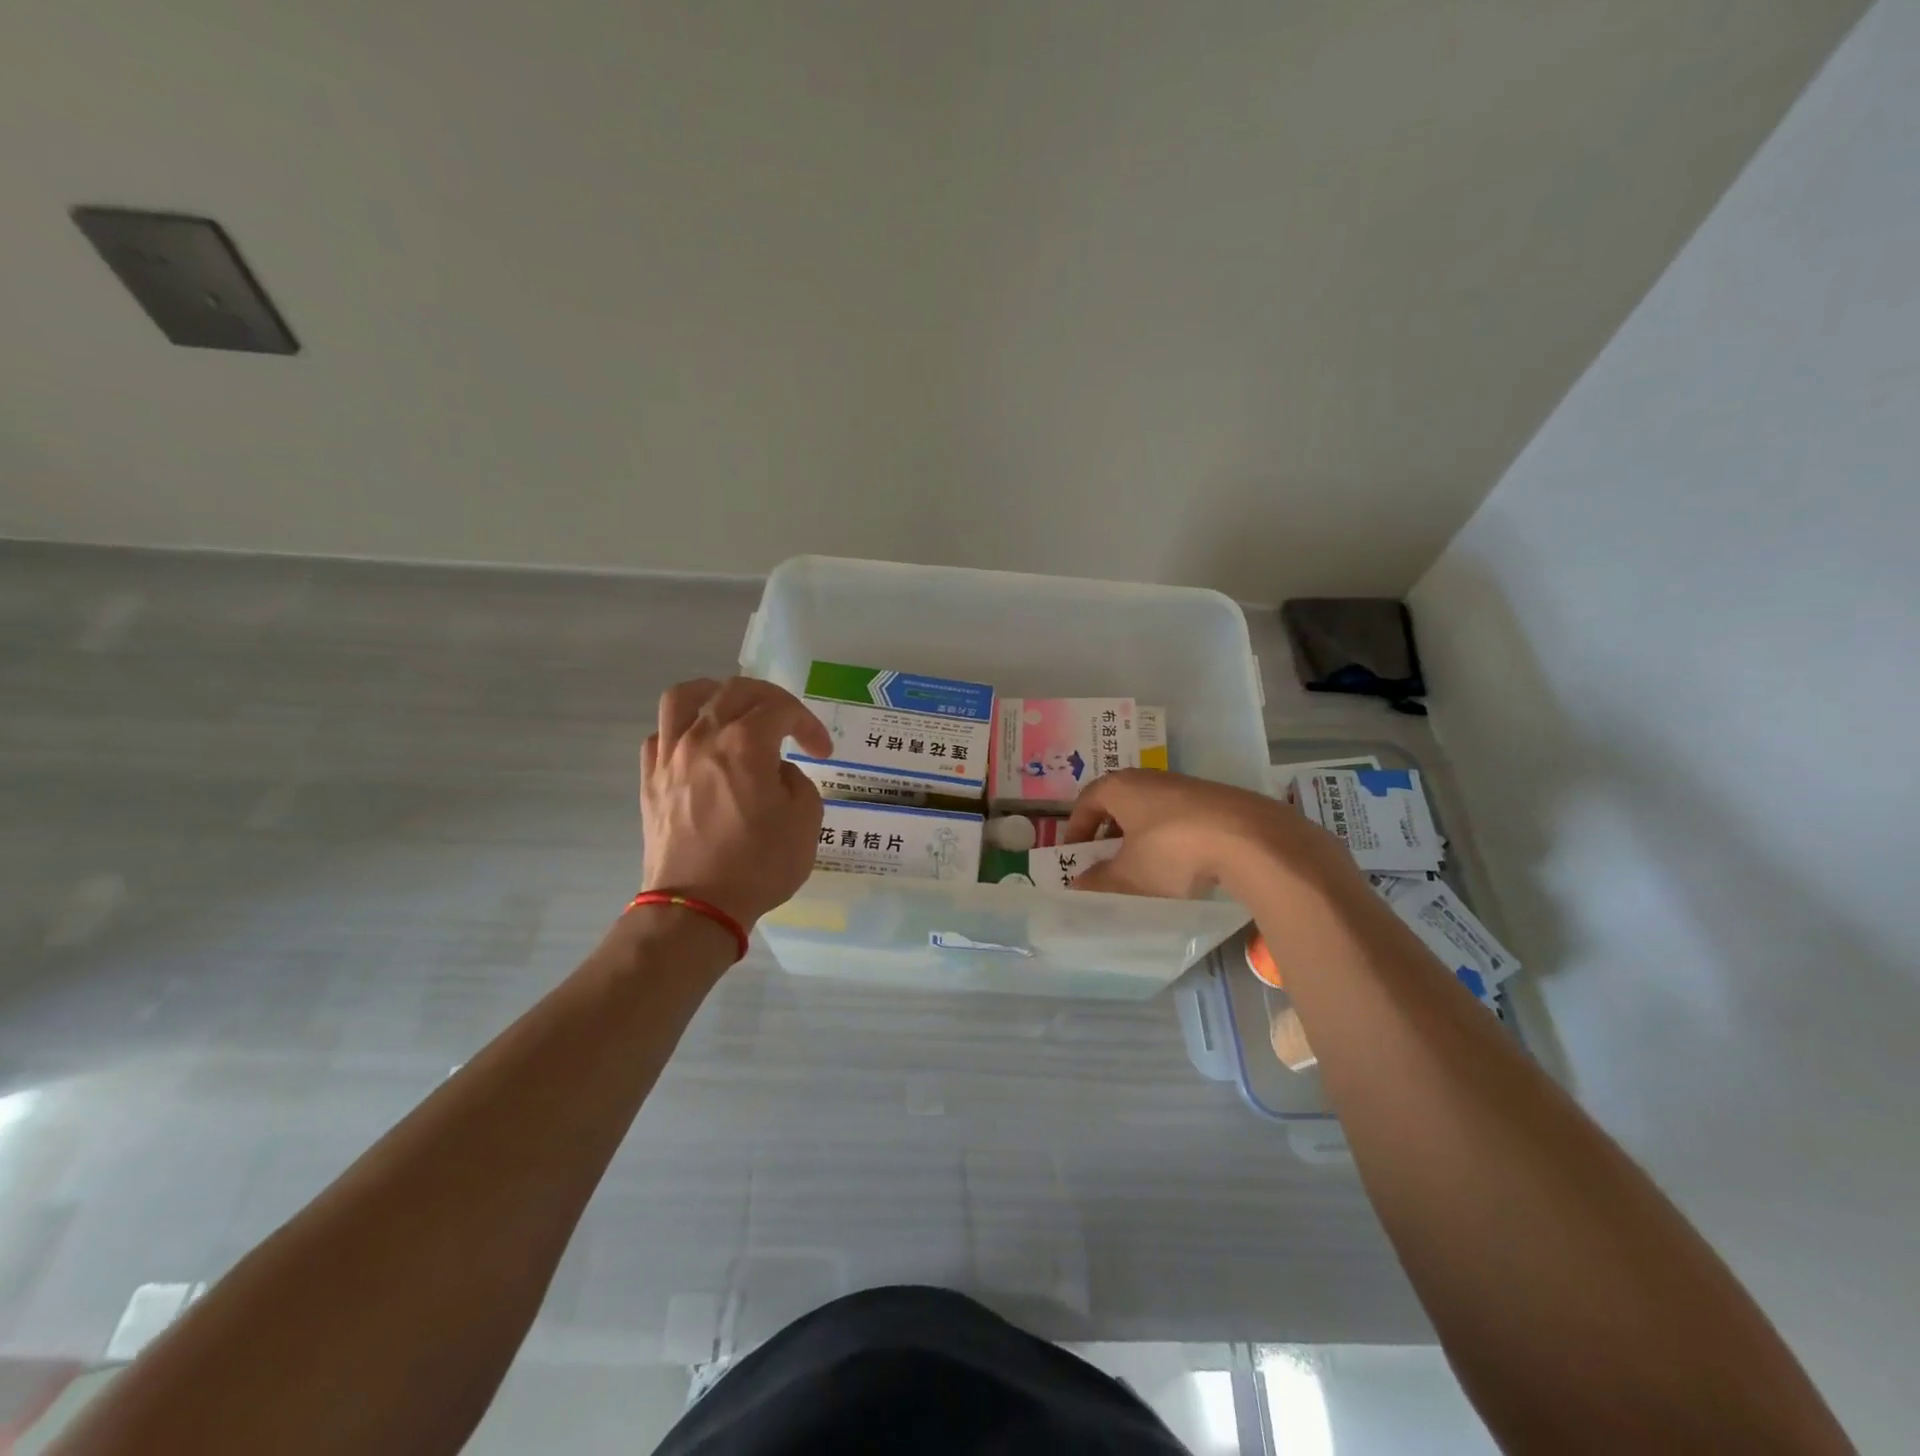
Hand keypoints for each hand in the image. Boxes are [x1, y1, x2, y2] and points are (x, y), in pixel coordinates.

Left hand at [641, 677, 833, 928]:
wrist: (697, 907)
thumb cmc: (758, 864)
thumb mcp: (806, 821)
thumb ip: (798, 781)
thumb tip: (775, 772)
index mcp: (745, 743)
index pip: (781, 709)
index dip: (807, 723)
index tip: (821, 751)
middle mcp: (703, 737)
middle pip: (734, 690)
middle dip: (770, 699)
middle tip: (788, 723)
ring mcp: (670, 757)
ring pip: (684, 698)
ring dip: (714, 694)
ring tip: (730, 708)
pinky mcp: (650, 781)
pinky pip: (660, 735)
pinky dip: (682, 729)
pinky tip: (697, 747)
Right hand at [1063, 769, 1352, 901]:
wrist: (1250, 838)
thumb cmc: (1173, 851)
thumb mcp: (1129, 876)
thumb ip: (1099, 881)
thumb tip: (1078, 885)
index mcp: (1121, 787)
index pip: (1087, 801)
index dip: (1077, 827)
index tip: (1074, 853)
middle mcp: (1150, 778)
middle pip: (1120, 802)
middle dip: (1109, 831)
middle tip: (1105, 859)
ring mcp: (1186, 786)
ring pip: (1152, 809)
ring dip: (1141, 835)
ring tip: (1143, 866)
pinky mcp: (1216, 799)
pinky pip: (1180, 817)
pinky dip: (1171, 837)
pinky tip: (1182, 863)